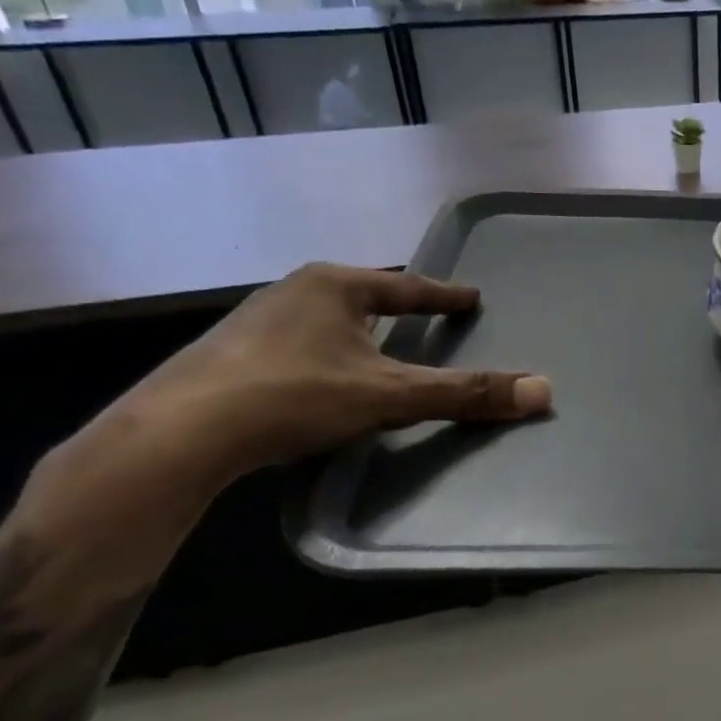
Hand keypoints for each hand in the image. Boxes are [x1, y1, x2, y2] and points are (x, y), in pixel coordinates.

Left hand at [115, 263, 551, 482]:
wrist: (178, 435)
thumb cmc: (294, 395)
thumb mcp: (390, 395)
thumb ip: (464, 393)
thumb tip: (543, 391)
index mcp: (334, 286)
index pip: (407, 287)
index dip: (444, 296)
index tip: (472, 297)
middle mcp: (292, 292)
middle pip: (362, 297)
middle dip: (394, 309)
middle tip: (425, 320)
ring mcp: (253, 323)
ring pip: (325, 323)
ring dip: (355, 334)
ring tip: (377, 352)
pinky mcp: (227, 357)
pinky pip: (297, 348)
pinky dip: (324, 359)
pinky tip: (322, 384)